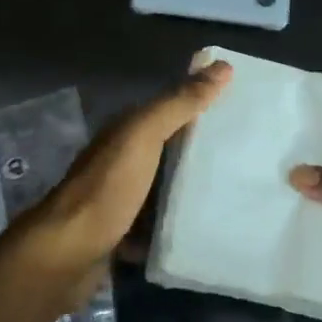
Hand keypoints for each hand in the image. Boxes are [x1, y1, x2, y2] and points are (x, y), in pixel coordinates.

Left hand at [17, 60, 232, 296]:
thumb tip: (223, 66)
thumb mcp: (143, 137)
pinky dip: (180, 224)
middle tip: (254, 152)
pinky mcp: (126, 233)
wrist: (67, 254)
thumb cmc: (107, 189)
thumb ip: (179, 103)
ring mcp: (122, 198)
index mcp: (126, 131)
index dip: (204, 102)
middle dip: (205, 148)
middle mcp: (122, 160)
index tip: (247, 105)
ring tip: (242, 190)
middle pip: (171, 148)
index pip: (171, 107)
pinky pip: (160, 223)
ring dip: (194, 188)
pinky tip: (210, 227)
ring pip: (166, 186)